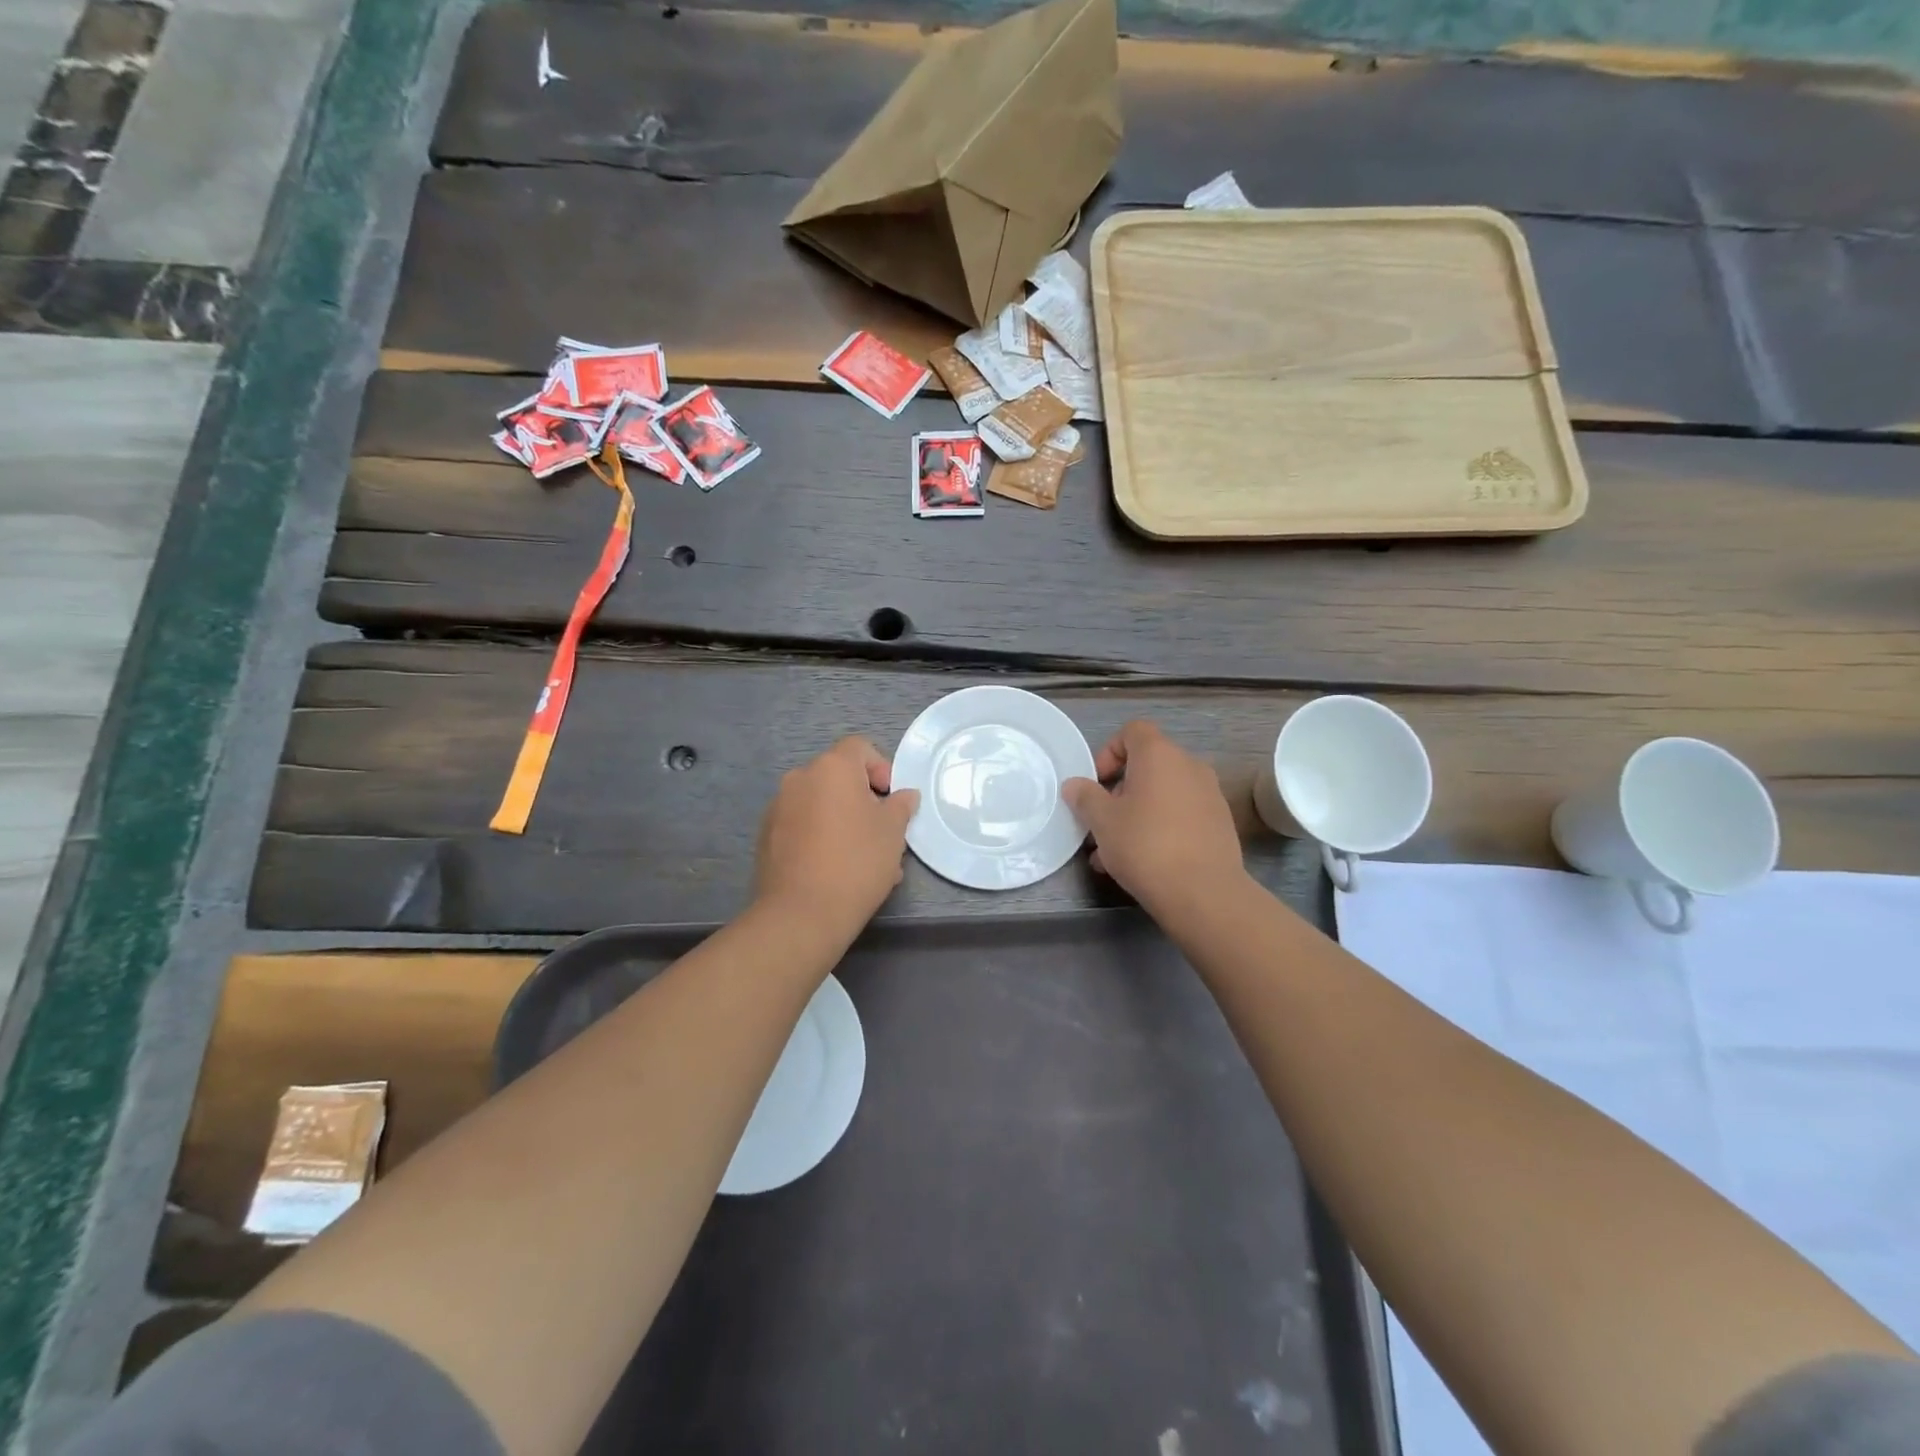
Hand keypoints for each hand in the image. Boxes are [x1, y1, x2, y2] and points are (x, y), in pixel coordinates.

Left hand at [753, 737, 919, 932]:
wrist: (801, 913)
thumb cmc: (856, 862)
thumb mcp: (893, 832)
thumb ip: (900, 806)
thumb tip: (904, 795)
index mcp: (832, 768)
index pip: (859, 748)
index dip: (881, 768)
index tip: (891, 800)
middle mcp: (800, 778)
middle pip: (838, 776)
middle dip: (862, 799)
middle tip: (881, 832)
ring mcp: (778, 807)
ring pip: (820, 804)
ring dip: (842, 820)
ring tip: (862, 858)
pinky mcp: (766, 836)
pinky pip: (802, 825)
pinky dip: (820, 836)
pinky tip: (835, 869)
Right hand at [1062, 721, 1244, 916]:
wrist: (1204, 893)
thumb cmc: (1146, 846)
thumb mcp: (1102, 821)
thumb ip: (1085, 797)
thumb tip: (1075, 785)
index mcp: (1159, 755)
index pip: (1132, 731)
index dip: (1108, 752)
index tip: (1096, 784)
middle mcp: (1189, 766)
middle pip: (1147, 765)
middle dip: (1119, 791)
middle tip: (1101, 822)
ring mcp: (1209, 794)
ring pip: (1162, 794)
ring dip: (1136, 814)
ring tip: (1113, 853)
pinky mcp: (1219, 823)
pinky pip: (1180, 814)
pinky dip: (1159, 827)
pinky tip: (1143, 863)